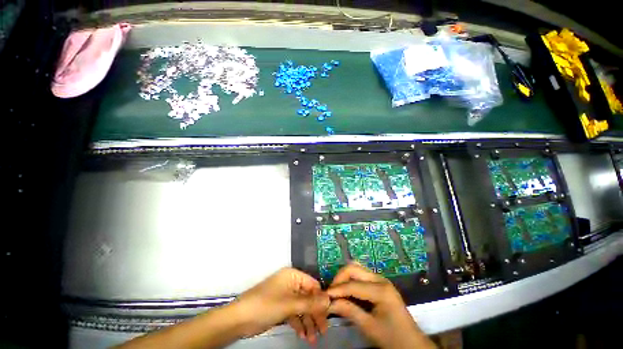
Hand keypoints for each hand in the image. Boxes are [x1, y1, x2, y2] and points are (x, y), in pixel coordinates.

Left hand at [231, 267, 329, 343]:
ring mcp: (285, 295)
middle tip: (323, 331)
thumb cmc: (266, 306)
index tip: (329, 315)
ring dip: (308, 322)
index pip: (313, 285)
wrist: (239, 319)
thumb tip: (329, 299)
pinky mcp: (280, 307)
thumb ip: (310, 303)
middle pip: (308, 297)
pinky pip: (294, 313)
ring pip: (302, 307)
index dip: (321, 299)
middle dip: (315, 314)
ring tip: (313, 338)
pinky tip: (303, 335)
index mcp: (293, 276)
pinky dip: (299, 323)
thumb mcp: (290, 304)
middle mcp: (291, 283)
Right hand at [327, 263, 435, 348]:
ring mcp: (381, 279)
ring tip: (337, 290)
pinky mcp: (380, 283)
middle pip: (354, 268)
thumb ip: (349, 312)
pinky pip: (361, 274)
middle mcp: (380, 279)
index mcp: (381, 290)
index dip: (337, 289)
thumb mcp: (369, 327)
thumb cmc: (392, 337)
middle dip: (340, 277)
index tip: (324, 295)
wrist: (412, 343)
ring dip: (345, 277)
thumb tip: (330, 303)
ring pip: (357, 268)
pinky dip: (351, 279)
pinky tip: (347, 290)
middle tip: (331, 291)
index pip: (353, 285)